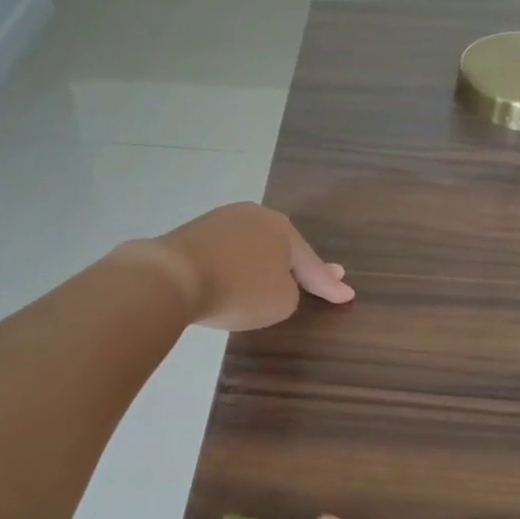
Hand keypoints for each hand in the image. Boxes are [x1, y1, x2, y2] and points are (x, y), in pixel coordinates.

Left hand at [140, 203, 353, 330]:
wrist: (172, 277)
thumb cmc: (239, 290)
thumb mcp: (282, 301)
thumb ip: (291, 291)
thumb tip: (276, 282)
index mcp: (283, 229)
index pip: (312, 264)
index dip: (329, 284)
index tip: (347, 294)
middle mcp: (254, 217)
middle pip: (283, 247)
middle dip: (300, 263)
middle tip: (320, 276)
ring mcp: (221, 221)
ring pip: (254, 247)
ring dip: (266, 262)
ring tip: (276, 277)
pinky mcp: (192, 234)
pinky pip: (227, 254)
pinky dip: (237, 266)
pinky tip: (237, 275)